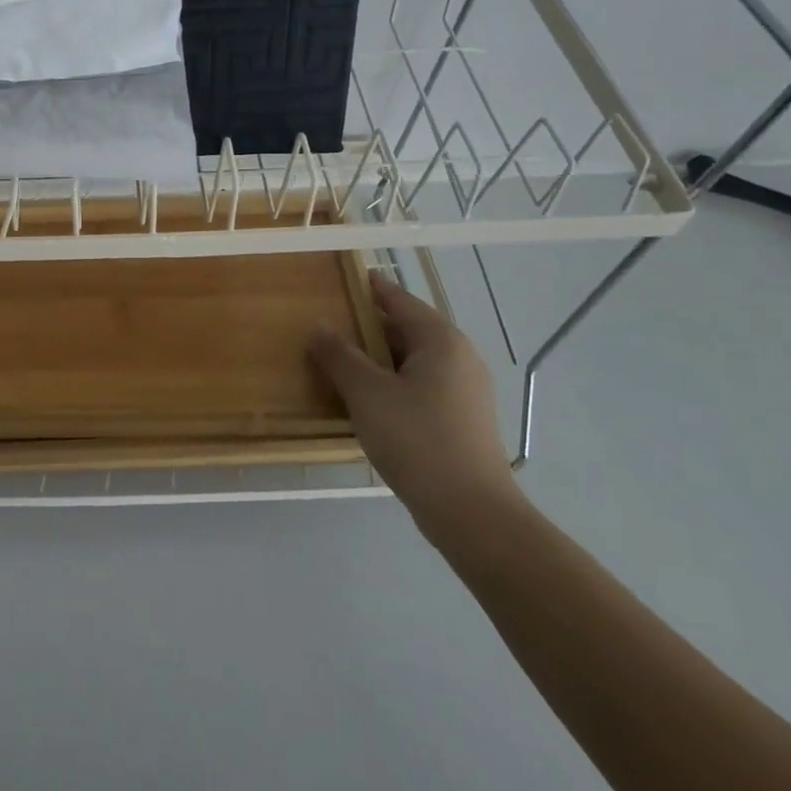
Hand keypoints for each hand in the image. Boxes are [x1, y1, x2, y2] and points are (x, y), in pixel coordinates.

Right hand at [309, 271, 519, 535]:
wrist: (471, 512)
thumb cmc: (417, 439)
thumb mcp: (366, 393)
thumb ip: (339, 355)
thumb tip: (319, 327)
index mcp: (441, 340)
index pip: (399, 300)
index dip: (370, 288)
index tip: (344, 278)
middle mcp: (459, 357)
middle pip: (406, 329)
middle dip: (367, 328)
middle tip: (329, 326)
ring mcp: (465, 391)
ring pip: (412, 361)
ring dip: (377, 359)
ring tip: (339, 363)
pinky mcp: (462, 420)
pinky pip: (420, 386)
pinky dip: (392, 383)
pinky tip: (366, 401)